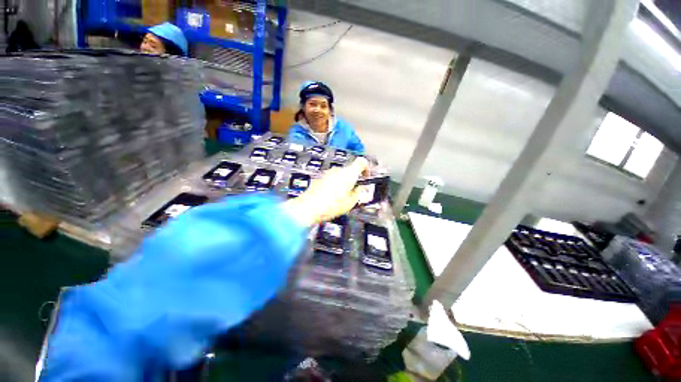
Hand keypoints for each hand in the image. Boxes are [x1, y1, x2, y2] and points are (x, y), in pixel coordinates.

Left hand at [284, 157, 368, 226]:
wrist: (309, 207)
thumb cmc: (333, 205)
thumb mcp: (351, 202)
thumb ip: (358, 193)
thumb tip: (360, 188)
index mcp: (349, 173)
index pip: (361, 162)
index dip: (367, 167)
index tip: (367, 175)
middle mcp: (338, 170)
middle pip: (350, 170)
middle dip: (354, 178)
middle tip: (355, 190)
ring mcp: (328, 173)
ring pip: (340, 175)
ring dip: (344, 182)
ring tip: (342, 196)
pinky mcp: (320, 178)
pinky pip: (331, 178)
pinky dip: (334, 184)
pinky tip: (332, 196)